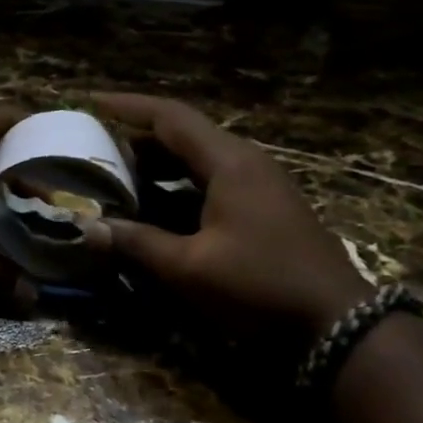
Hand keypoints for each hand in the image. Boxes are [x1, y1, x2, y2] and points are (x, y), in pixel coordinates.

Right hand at [87, 93, 371, 337]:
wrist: (334, 320)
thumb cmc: (260, 285)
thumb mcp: (190, 267)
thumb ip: (138, 243)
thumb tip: (88, 228)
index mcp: (229, 162)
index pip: (170, 117)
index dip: (128, 107)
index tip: (92, 101)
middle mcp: (245, 162)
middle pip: (185, 136)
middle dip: (138, 140)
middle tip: (97, 149)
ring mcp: (259, 184)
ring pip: (199, 160)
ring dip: (159, 165)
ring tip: (119, 178)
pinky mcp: (264, 207)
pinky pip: (213, 182)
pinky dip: (180, 187)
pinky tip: (157, 210)